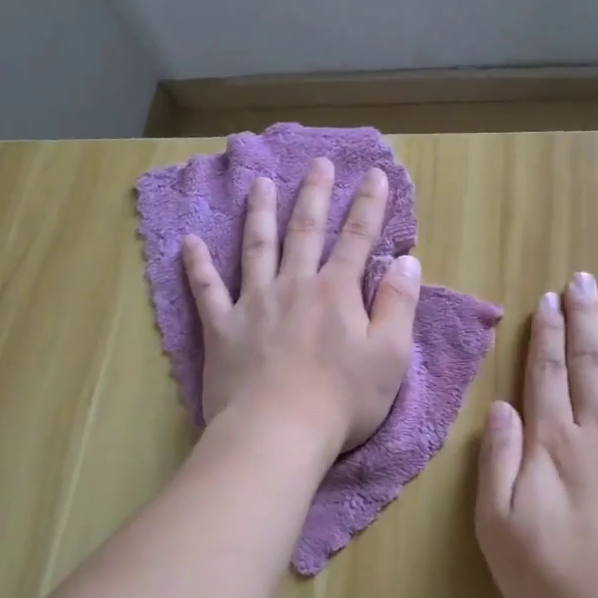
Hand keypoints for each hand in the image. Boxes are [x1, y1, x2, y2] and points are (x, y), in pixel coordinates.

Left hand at [182, 157, 420, 460]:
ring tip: (261, 184)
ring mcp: (254, 304)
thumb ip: (399, 303)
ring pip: (256, 247)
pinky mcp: (222, 328)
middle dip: (315, 195)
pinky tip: (189, 243)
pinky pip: (206, 290)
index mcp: (336, 291)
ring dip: (260, 213)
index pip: (358, 238)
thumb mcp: (390, 354)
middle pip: (305, 231)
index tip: (376, 175)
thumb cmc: (342, 399)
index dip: (370, 205)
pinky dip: (197, 266)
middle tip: (318, 164)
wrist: (278, 433)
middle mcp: (294, 285)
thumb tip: (408, 260)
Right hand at [475, 273, 597, 597]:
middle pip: (589, 362)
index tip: (548, 300)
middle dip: (584, 318)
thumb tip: (501, 406)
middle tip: (584, 279)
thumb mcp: (498, 527)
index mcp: (553, 443)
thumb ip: (498, 461)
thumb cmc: (554, 579)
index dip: (545, 334)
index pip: (546, 373)